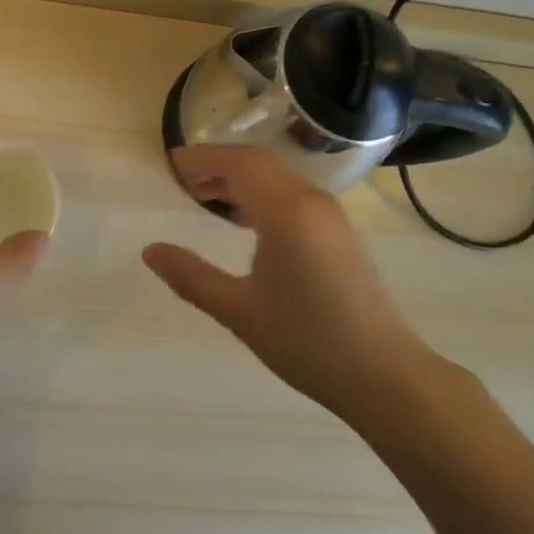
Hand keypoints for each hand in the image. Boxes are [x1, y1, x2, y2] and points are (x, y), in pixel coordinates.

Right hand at [143, 145, 432, 416]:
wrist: (384, 374)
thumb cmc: (306, 341)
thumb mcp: (239, 311)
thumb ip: (191, 276)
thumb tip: (150, 251)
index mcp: (286, 211)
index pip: (239, 164)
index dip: (204, 158)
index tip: (173, 163)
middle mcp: (311, 200)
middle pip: (259, 164)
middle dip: (220, 164)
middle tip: (186, 179)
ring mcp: (331, 215)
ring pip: (279, 178)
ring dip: (243, 178)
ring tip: (208, 196)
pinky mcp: (340, 232)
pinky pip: (294, 194)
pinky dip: (264, 193)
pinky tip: (248, 220)